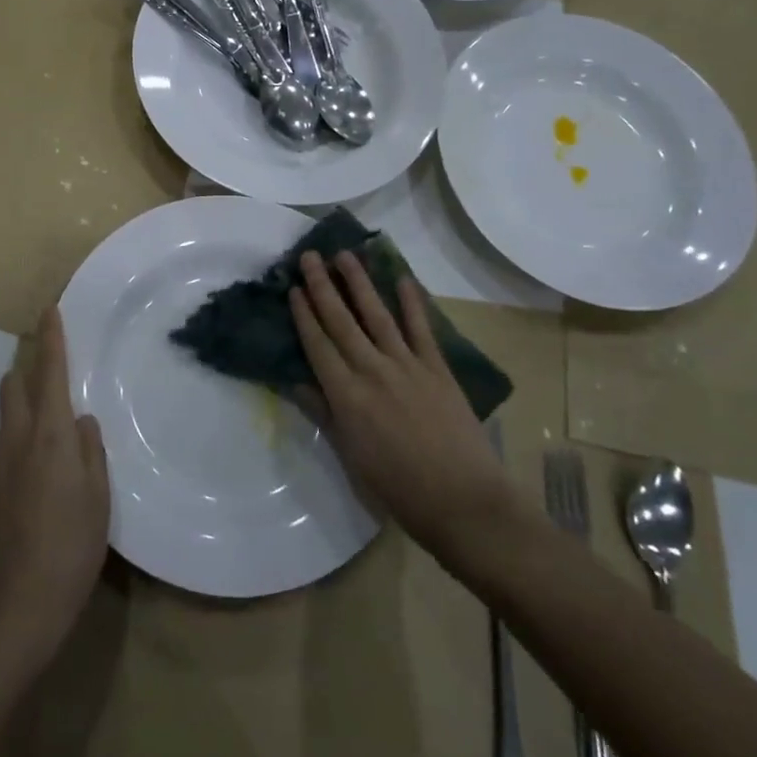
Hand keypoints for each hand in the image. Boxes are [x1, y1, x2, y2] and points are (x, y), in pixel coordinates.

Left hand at [0, 306, 110, 690]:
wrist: (11, 616)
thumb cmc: (68, 553)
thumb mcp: (98, 500)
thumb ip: (91, 452)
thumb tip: (81, 421)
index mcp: (48, 437)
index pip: (49, 373)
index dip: (51, 339)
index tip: (50, 309)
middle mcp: (16, 442)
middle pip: (15, 384)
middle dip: (31, 360)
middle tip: (56, 354)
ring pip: (8, 410)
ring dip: (25, 391)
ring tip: (53, 396)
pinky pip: (7, 438)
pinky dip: (22, 423)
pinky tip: (43, 448)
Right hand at [289, 251, 515, 560]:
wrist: (463, 502)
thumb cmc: (399, 488)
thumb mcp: (351, 457)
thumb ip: (325, 414)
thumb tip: (298, 382)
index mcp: (346, 395)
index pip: (318, 344)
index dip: (303, 314)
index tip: (293, 288)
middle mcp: (372, 370)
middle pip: (341, 321)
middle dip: (323, 286)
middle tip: (310, 256)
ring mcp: (406, 365)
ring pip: (376, 314)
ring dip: (359, 282)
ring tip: (345, 255)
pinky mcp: (437, 368)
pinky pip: (421, 328)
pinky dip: (412, 302)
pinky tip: (402, 278)